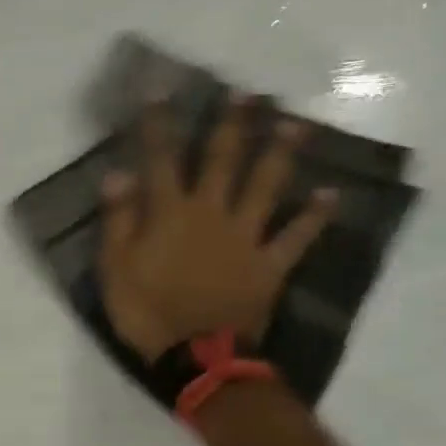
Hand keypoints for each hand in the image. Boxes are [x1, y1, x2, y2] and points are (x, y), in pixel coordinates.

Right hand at [99, 100, 337, 360]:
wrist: (196, 356)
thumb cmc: (147, 311)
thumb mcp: (115, 268)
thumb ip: (118, 220)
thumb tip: (118, 173)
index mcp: (171, 213)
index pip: (161, 159)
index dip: (159, 123)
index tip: (160, 89)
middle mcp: (212, 213)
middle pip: (223, 161)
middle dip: (234, 125)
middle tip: (251, 93)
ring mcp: (246, 237)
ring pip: (266, 187)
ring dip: (281, 154)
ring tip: (296, 125)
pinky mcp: (270, 264)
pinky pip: (295, 237)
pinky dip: (313, 217)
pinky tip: (330, 194)